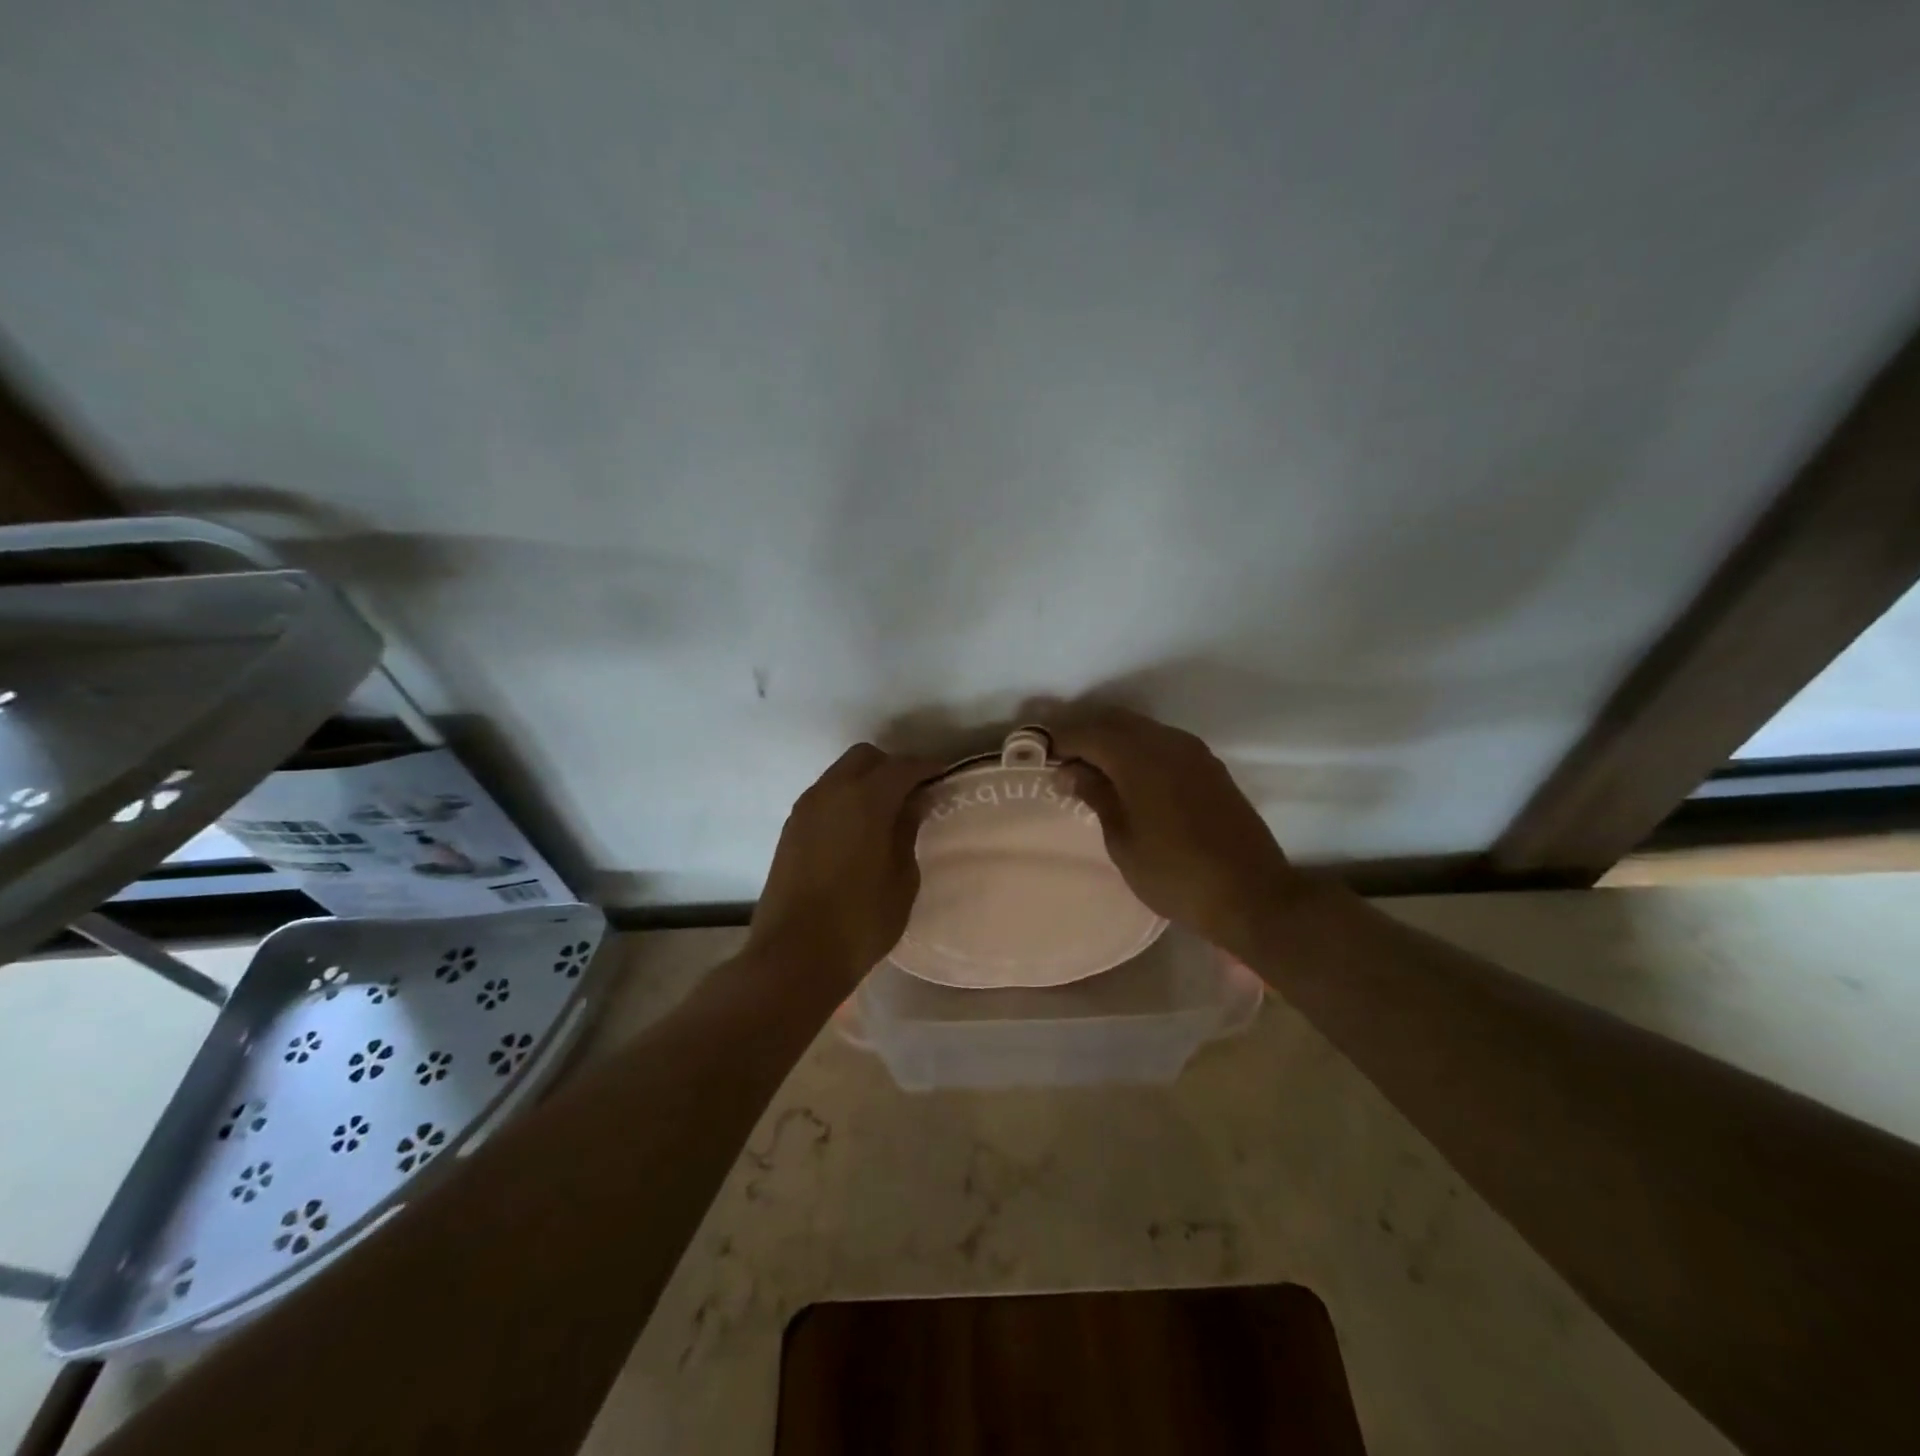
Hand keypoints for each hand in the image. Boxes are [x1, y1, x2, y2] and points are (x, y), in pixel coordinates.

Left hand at [746, 743, 944, 989]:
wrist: (794, 956)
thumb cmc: (860, 921)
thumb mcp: (902, 879)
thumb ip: (907, 831)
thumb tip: (911, 804)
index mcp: (864, 799)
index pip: (902, 767)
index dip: (926, 767)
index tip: (943, 775)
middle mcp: (830, 792)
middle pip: (864, 758)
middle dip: (892, 767)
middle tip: (914, 794)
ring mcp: (805, 810)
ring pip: (840, 774)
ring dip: (865, 782)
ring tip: (887, 813)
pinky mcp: (790, 830)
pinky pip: (824, 797)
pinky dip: (845, 799)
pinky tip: (859, 830)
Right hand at [1053, 708, 1307, 961]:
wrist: (1253, 895)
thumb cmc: (1175, 875)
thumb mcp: (1123, 840)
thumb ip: (1096, 796)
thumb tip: (1069, 771)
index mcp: (1140, 758)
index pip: (1089, 733)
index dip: (1060, 739)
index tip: (1037, 752)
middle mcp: (1168, 743)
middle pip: (1115, 721)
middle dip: (1084, 733)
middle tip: (1059, 756)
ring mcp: (1194, 753)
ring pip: (1141, 729)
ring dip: (1111, 740)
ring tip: (1088, 767)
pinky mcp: (1210, 768)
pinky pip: (1163, 743)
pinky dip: (1137, 750)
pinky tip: (1126, 775)